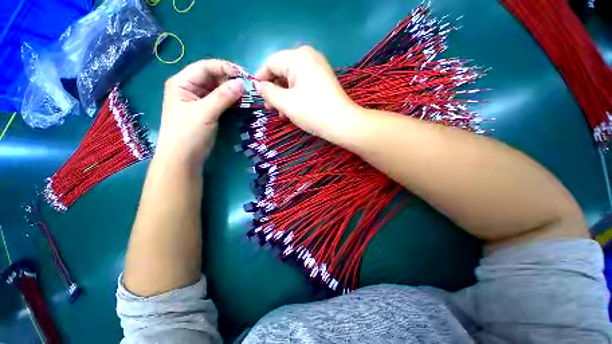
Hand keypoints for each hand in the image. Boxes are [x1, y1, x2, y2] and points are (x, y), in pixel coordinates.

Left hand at [156, 59, 243, 169]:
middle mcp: (190, 87)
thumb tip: (242, 83)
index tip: (244, 76)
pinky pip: (220, 100)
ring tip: (248, 94)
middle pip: (212, 76)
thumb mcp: (205, 113)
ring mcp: (198, 99)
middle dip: (230, 79)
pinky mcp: (206, 110)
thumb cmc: (188, 134)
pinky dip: (231, 100)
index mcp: (182, 83)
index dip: (225, 68)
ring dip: (232, 90)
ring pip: (218, 88)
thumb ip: (223, 97)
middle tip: (249, 87)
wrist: (183, 159)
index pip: (205, 67)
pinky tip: (241, 102)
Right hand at [255, 46, 359, 141]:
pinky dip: (295, 95)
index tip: (256, 95)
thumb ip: (268, 92)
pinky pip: (303, 83)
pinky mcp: (323, 79)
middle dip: (273, 89)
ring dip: (284, 95)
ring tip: (281, 113)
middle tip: (270, 108)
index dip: (260, 78)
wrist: (343, 123)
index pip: (270, 62)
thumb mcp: (286, 103)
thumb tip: (258, 85)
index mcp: (298, 57)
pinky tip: (292, 109)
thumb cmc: (313, 112)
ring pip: (292, 79)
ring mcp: (318, 67)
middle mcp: (309, 56)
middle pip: (282, 70)